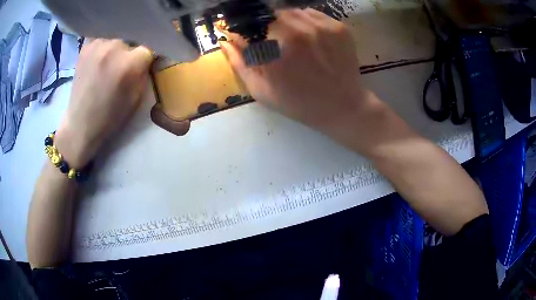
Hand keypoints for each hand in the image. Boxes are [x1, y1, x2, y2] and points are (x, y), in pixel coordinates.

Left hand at [55, 39, 153, 167]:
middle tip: (121, 68)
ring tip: (107, 64)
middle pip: (131, 42)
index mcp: (129, 63)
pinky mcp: (85, 46)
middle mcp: (115, 47)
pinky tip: (98, 58)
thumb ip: (143, 73)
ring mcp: (98, 44)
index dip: (145, 60)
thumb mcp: (136, 98)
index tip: (140, 68)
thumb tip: (147, 58)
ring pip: (116, 38)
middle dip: (130, 53)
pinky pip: (101, 38)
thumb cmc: (110, 116)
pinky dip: (102, 46)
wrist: (81, 124)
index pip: (147, 49)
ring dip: (115, 50)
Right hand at [220, 9, 376, 145]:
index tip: (244, 39)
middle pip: (268, 15)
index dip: (243, 33)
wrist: (343, 107)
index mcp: (274, 51)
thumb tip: (225, 41)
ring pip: (290, 11)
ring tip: (289, 39)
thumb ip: (240, 64)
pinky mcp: (337, 26)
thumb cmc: (300, 104)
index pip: (247, 28)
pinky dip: (303, 21)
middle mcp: (296, 32)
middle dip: (263, 26)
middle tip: (270, 41)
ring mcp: (320, 27)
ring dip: (283, 22)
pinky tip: (306, 36)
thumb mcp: (262, 91)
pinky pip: (311, 13)